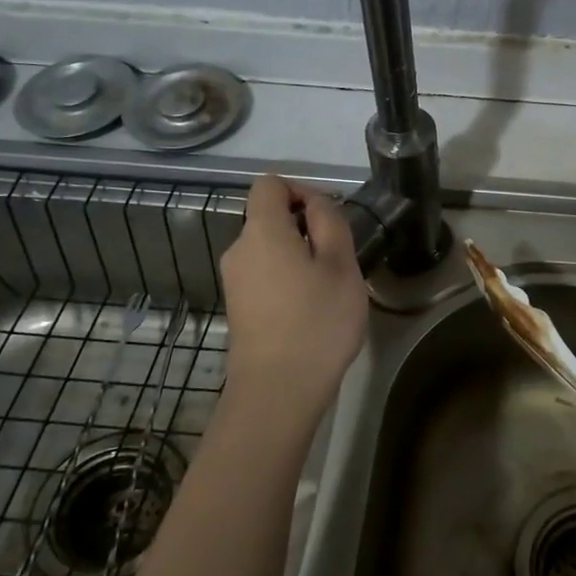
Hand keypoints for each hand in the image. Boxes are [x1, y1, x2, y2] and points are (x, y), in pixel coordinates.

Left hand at [220, 174, 368, 421]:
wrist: (278, 390)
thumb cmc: (317, 321)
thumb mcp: (341, 265)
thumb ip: (330, 222)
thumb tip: (316, 204)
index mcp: (261, 231)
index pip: (269, 184)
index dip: (300, 190)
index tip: (328, 218)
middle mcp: (238, 250)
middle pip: (269, 217)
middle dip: (304, 227)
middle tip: (339, 258)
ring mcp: (235, 281)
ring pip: (269, 249)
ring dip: (299, 256)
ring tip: (328, 287)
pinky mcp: (238, 307)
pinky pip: (264, 274)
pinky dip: (287, 279)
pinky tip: (310, 309)